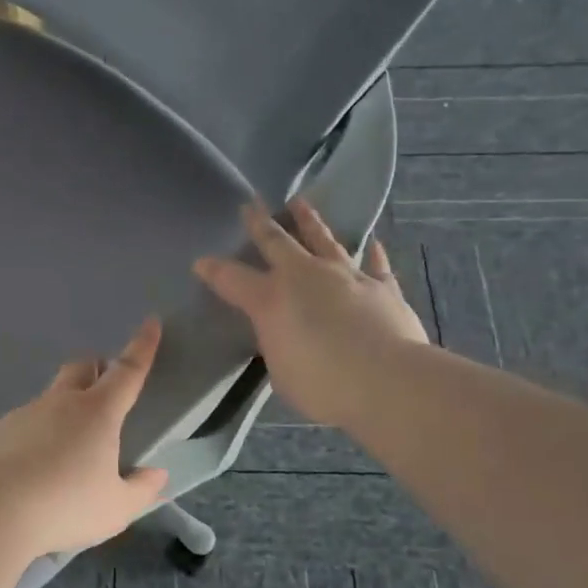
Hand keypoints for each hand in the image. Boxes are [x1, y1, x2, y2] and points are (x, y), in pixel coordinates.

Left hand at [0, 318, 169, 556]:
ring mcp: (23, 414)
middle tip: (104, 390)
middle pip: (80, 367)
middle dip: (96, 368)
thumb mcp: (116, 509)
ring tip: (64, 453)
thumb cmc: (65, 507)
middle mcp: (60, 403)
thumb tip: (157, 475)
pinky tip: (30, 471)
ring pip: (49, 398)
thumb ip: (141, 490)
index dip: (142, 347)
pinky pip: (22, 425)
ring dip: (62, 410)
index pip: (127, 371)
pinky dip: (33, 437)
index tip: (151, 323)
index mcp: (97, 413)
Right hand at [194, 198, 429, 426]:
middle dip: (259, 223)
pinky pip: (375, 265)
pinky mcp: (382, 287)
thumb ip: (279, 345)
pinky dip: (372, 254)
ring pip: (324, 240)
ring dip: (310, 221)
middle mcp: (305, 277)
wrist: (386, 380)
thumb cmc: (322, 384)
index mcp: (270, 300)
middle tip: (250, 204)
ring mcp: (346, 276)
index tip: (200, 262)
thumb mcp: (281, 370)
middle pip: (276, 242)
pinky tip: (372, 242)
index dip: (213, 270)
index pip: (232, 279)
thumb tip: (285, 334)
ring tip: (301, 203)